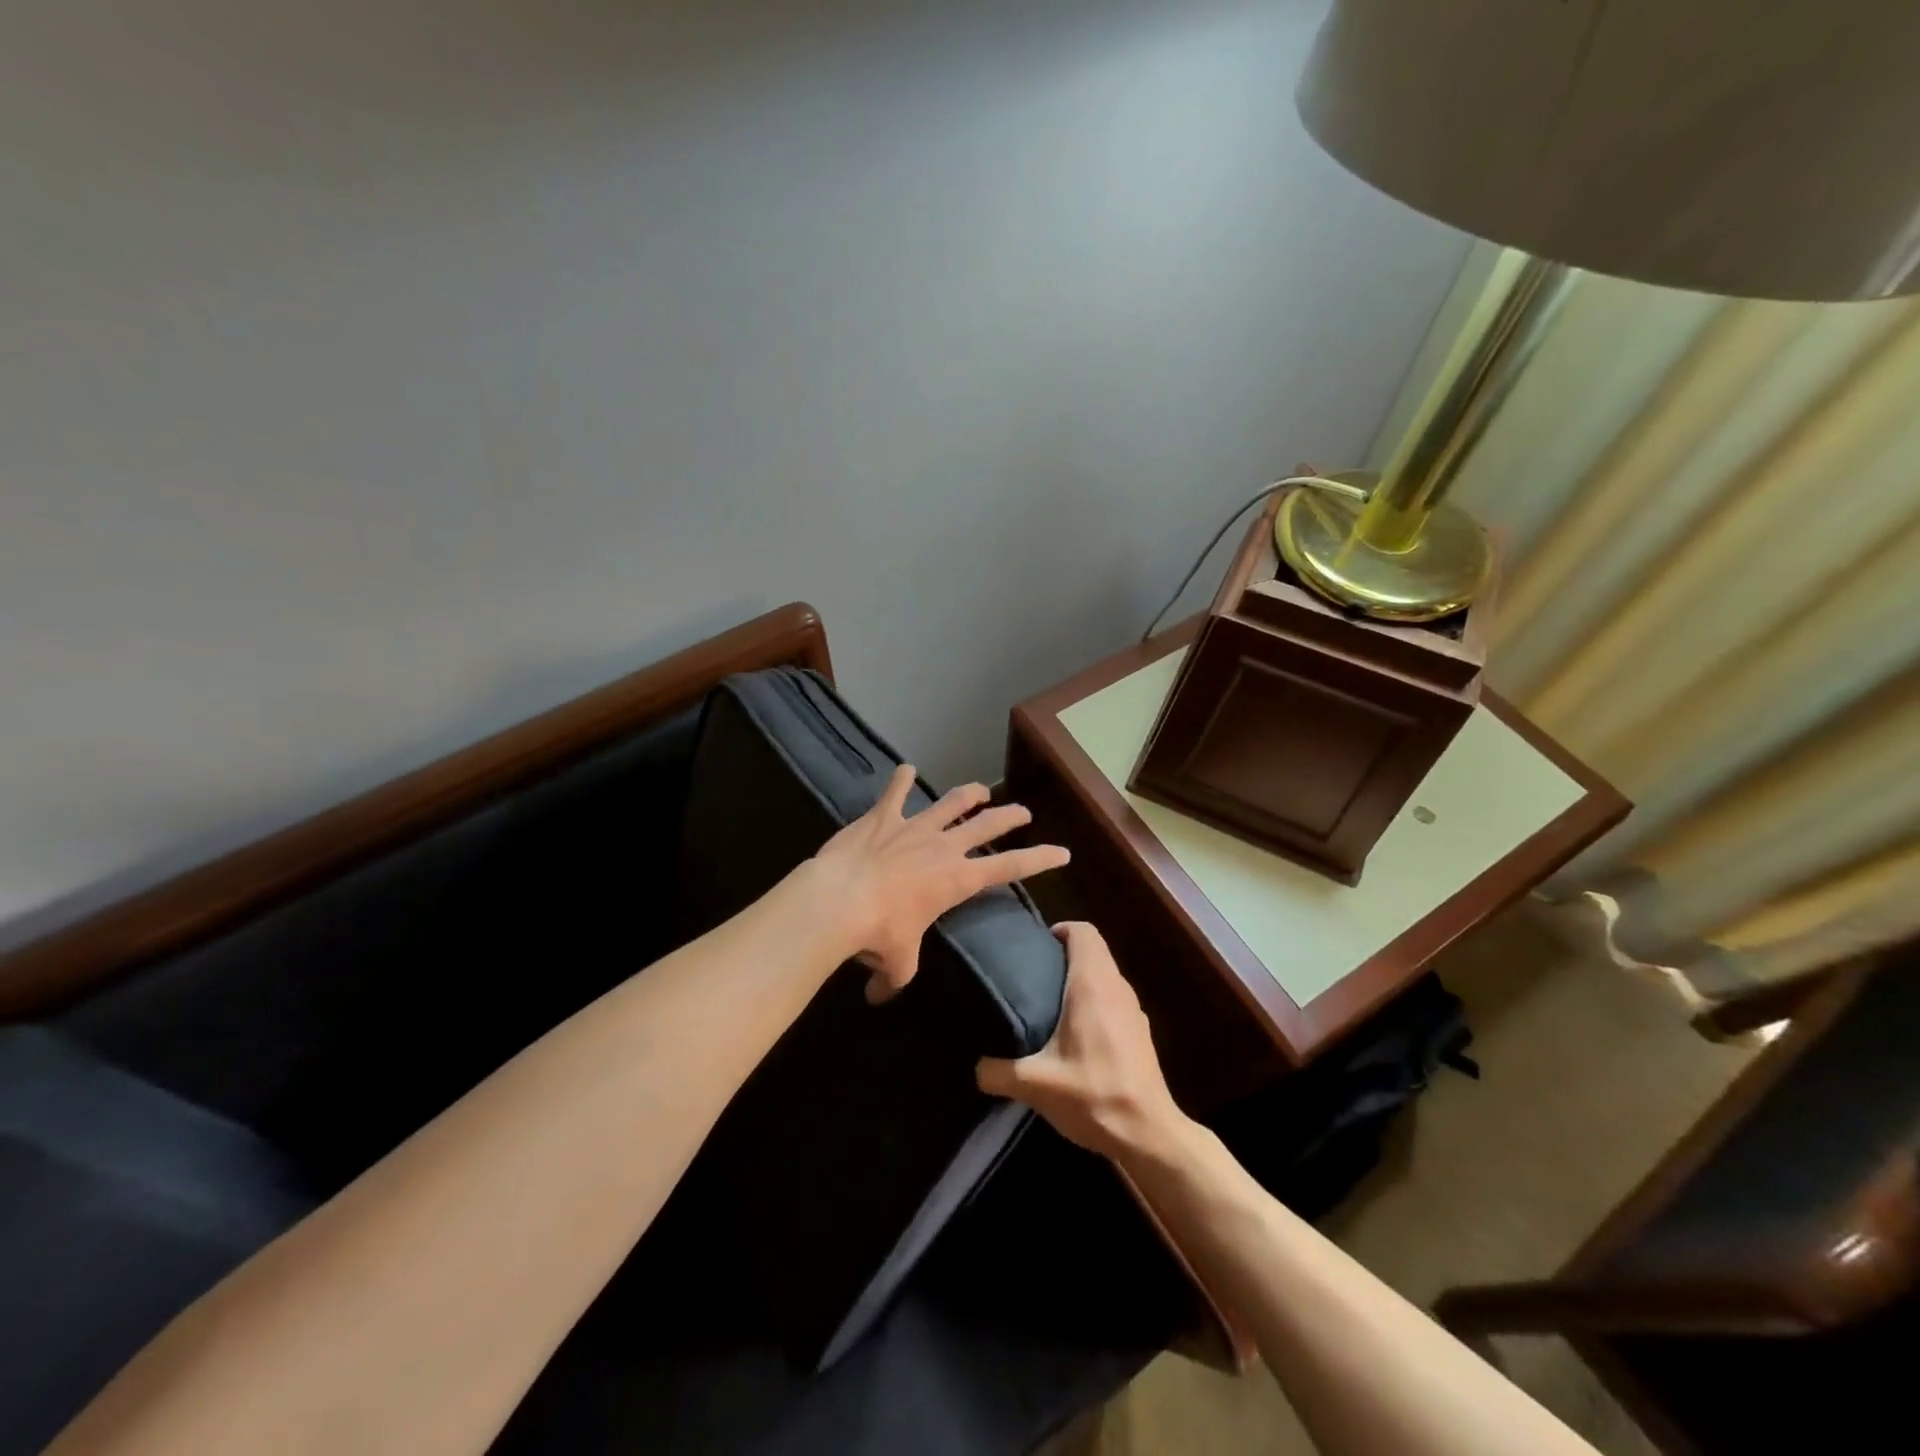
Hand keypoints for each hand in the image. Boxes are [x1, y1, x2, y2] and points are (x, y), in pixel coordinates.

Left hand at [811, 764, 1069, 1003]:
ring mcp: (913, 827)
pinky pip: (895, 792)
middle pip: (986, 825)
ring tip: (981, 789)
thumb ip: (895, 977)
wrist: (839, 900)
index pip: (1010, 867)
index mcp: (957, 880)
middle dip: (1009, 816)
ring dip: (969, 794)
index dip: (1040, 859)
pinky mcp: (882, 817)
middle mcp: (943, 847)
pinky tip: (905, 768)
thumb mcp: (897, 964)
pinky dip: (900, 779)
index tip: (1062, 852)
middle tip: (1024, 812)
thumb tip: (879, 994)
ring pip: (950, 802)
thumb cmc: (878, 934)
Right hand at [976, 921, 1187, 1159]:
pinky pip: (1113, 1000)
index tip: (1035, 948)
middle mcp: (1116, 987)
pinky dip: (1094, 1003)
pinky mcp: (1140, 1032)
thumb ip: (998, 1072)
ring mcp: (1133, 1010)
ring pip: (1104, 976)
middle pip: (1093, 951)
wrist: (1148, 1134)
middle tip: (1031, 976)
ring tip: (1048, 1004)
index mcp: (1092, 984)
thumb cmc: (1093, 1095)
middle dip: (1063, 956)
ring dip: (1080, 980)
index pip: (1083, 932)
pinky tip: (1075, 1036)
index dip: (1060, 930)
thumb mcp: (1035, 1085)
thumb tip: (976, 1067)